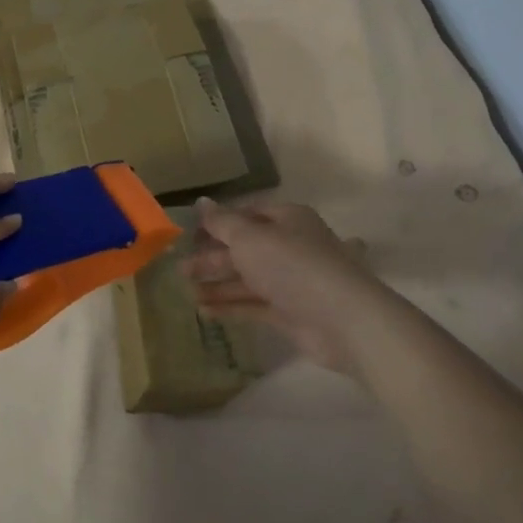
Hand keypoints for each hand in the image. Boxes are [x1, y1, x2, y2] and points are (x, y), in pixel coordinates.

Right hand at [183, 197, 384, 377]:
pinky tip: (204, 311)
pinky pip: (253, 305)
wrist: (343, 319)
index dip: (217, 223)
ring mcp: (290, 281)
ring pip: (246, 279)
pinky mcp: (290, 312)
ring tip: (186, 292)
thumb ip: (222, 222)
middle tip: (180, 269)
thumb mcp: (249, 238)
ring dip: (217, 284)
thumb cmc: (293, 266)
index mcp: (286, 219)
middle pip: (244, 248)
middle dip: (212, 258)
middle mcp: (290, 246)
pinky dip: (230, 306)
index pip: (246, 215)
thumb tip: (201, 202)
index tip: (189, 235)